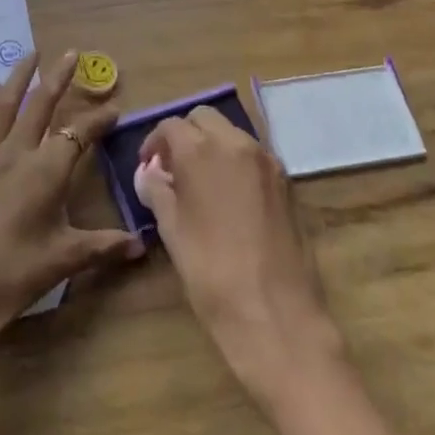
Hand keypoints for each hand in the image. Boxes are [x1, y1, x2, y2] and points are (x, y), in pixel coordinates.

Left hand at [0, 51, 142, 393]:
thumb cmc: (12, 278)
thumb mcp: (63, 261)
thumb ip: (104, 246)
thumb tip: (141, 244)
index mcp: (46, 171)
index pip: (79, 133)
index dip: (98, 119)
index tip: (114, 108)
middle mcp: (16, 152)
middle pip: (40, 103)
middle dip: (58, 76)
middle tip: (70, 52)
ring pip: (4, 102)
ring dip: (19, 76)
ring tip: (29, 54)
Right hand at [136, 106, 345, 401]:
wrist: (277, 315)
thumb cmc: (212, 273)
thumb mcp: (172, 231)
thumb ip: (157, 192)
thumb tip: (149, 174)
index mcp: (202, 150)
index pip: (171, 126)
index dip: (155, 143)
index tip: (148, 167)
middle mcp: (237, 143)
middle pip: (204, 118)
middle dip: (185, 136)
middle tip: (173, 170)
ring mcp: (267, 161)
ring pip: (231, 134)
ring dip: (212, 146)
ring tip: (200, 184)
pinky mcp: (286, 181)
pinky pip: (253, 156)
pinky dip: (235, 162)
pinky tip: (229, 198)